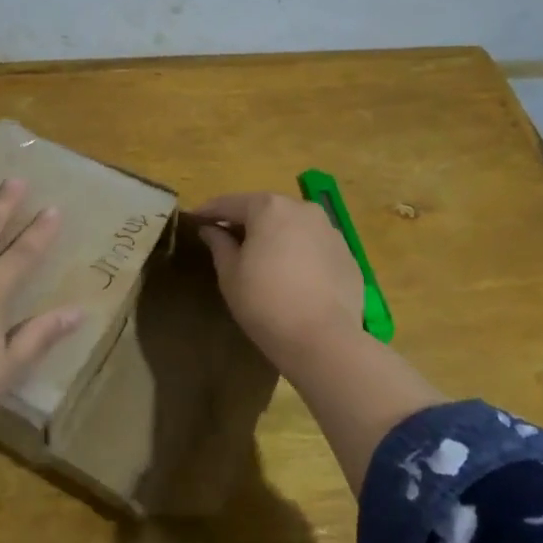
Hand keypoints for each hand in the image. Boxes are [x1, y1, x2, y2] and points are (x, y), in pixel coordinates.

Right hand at [194, 192, 364, 369]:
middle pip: (266, 210)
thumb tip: (210, 230)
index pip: (230, 203)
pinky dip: (299, 253)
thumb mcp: (230, 274)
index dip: (209, 212)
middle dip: (245, 222)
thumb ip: (219, 244)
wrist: (323, 339)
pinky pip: (314, 247)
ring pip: (293, 226)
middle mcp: (303, 209)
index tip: (194, 220)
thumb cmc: (265, 302)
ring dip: (275, 236)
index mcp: (270, 208)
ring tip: (261, 257)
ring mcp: (330, 231)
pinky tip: (292, 276)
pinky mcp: (348, 255)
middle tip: (226, 238)